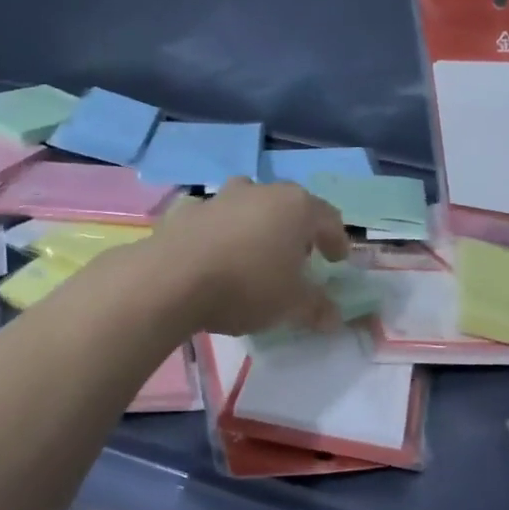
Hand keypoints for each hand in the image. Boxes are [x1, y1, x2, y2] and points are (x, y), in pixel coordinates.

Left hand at [146, 179, 349, 335]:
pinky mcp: (187, 210)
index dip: (336, 241)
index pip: (329, 219)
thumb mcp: (291, 305)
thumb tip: (334, 318)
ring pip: (250, 205)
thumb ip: (317, 308)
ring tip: (256, 252)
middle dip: (297, 229)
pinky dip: (222, 232)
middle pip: (290, 206)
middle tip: (299, 256)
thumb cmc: (247, 286)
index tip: (337, 261)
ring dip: (258, 224)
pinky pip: (215, 219)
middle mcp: (262, 192)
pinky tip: (216, 256)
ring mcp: (221, 196)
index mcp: (297, 207)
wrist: (171, 279)